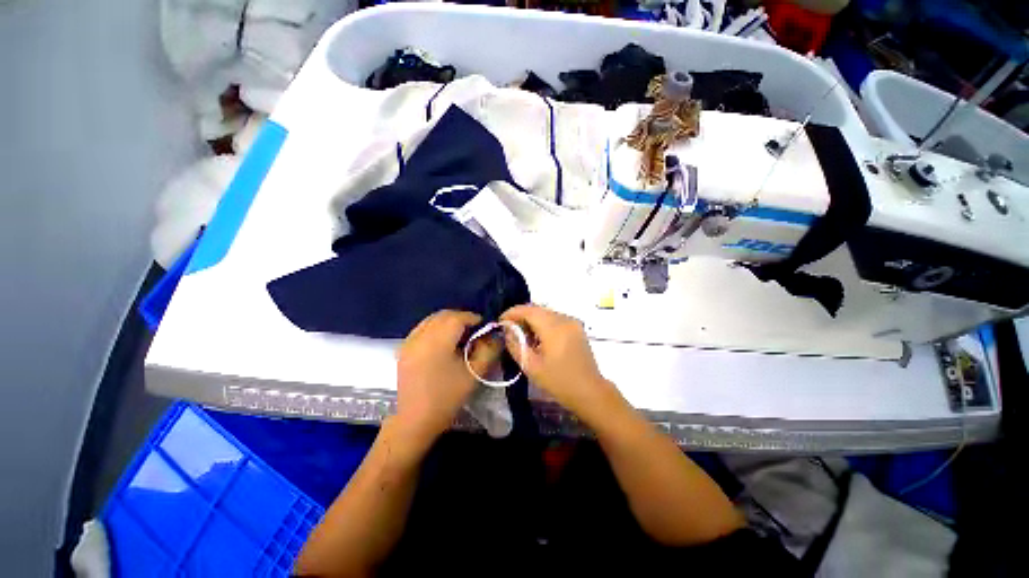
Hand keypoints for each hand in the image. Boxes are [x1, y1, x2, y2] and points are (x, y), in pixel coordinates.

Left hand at [394, 310, 500, 446]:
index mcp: (437, 341)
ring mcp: (408, 342)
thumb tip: (495, 335)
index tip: (484, 327)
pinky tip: (442, 343)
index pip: (457, 317)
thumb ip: (488, 351)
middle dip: (461, 318)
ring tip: (459, 336)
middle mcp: (420, 336)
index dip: (473, 318)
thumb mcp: (473, 375)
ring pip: (431, 320)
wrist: (413, 422)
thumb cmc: (446, 398)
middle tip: (474, 331)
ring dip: (447, 322)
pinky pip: (422, 328)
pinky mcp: (403, 349)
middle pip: (443, 315)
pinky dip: (435, 328)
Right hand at [500, 305, 624, 423]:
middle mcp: (564, 319)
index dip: (512, 313)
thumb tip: (507, 331)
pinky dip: (543, 323)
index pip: (528, 310)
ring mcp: (573, 322)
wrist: (590, 392)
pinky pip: (555, 319)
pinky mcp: (577, 328)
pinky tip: (537, 337)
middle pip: (537, 309)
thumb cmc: (559, 382)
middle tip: (509, 329)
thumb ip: (516, 345)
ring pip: (546, 313)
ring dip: (532, 319)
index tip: (500, 322)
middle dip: (521, 316)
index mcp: (554, 328)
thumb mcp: (531, 366)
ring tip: (522, 334)